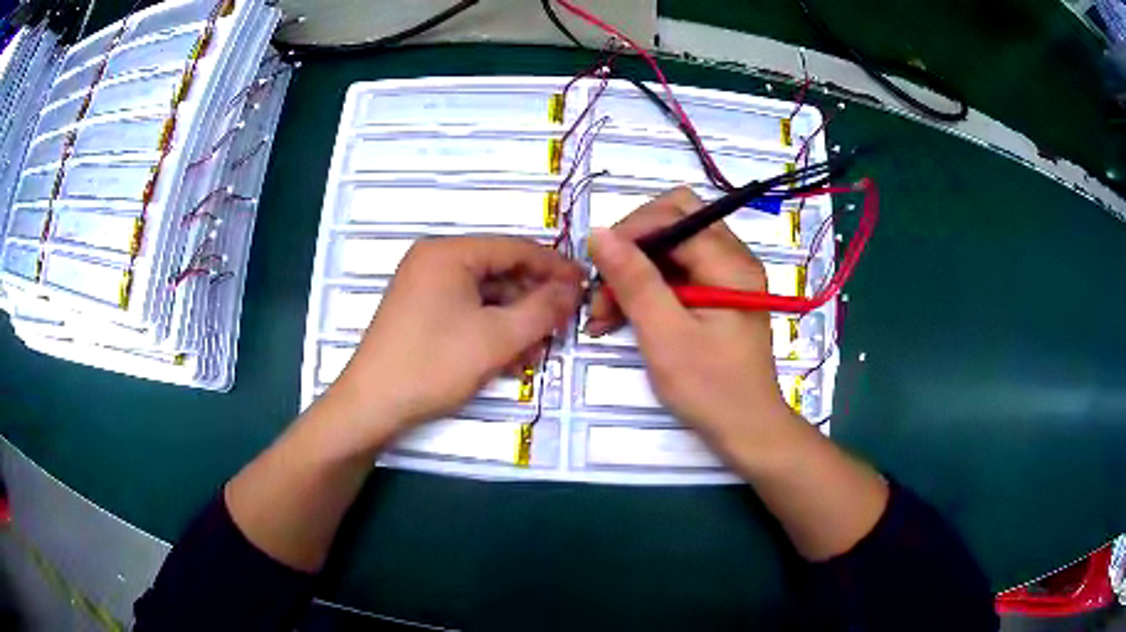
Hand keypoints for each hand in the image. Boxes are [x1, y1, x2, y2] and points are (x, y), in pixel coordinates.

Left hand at [328, 236, 582, 435]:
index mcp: (449, 252)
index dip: (555, 268)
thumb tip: (573, 289)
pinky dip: (490, 329)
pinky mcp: (419, 311)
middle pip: (500, 271)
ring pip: (485, 295)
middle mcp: (434, 260)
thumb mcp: (497, 339)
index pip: (516, 248)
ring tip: (536, 352)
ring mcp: (424, 285)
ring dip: (515, 321)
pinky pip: (466, 310)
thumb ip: (542, 309)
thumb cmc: (433, 365)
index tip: (585, 288)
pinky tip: (508, 357)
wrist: (372, 405)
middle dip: (533, 301)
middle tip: (561, 327)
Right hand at [587, 187, 796, 453]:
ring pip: (671, 248)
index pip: (674, 215)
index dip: (630, 233)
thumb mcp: (666, 335)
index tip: (598, 269)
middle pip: (674, 221)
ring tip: (603, 314)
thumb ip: (634, 280)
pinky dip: (647, 289)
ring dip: (634, 272)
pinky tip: (620, 318)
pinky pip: (676, 273)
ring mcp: (726, 276)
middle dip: (632, 248)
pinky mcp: (717, 295)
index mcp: (729, 261)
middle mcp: (733, 258)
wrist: (747, 430)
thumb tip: (599, 233)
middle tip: (604, 286)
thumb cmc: (711, 387)